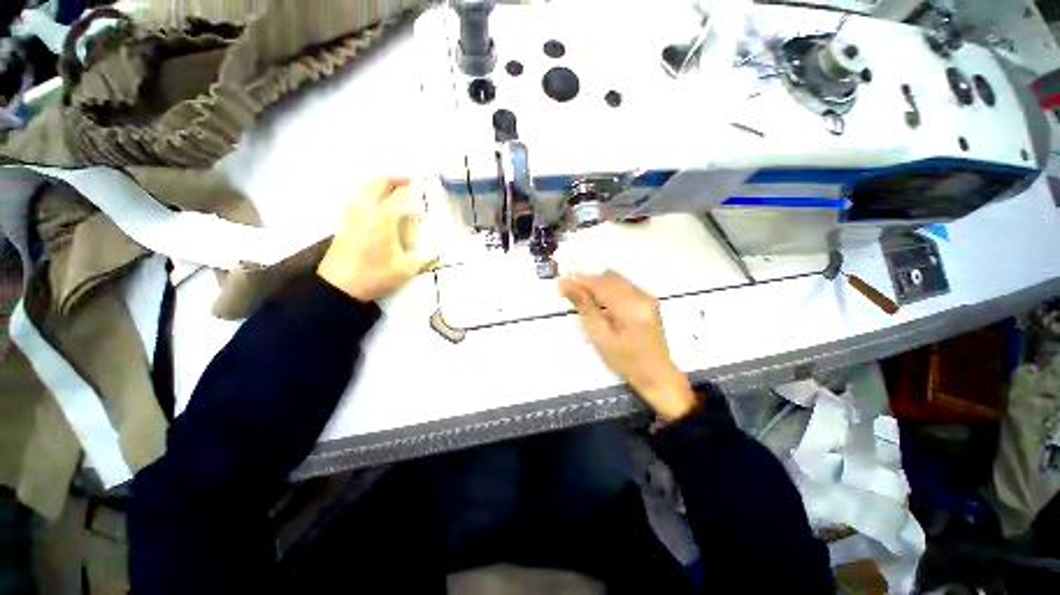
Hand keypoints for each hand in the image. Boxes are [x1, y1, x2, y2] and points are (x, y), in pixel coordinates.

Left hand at [317, 177, 425, 301]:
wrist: (338, 287)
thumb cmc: (374, 276)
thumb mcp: (406, 269)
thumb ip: (424, 257)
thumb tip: (437, 250)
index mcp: (383, 217)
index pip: (402, 193)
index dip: (417, 187)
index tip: (429, 186)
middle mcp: (365, 208)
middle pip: (380, 181)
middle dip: (399, 179)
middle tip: (414, 185)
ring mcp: (352, 212)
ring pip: (366, 186)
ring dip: (384, 184)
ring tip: (398, 193)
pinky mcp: (344, 220)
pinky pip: (359, 196)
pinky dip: (372, 193)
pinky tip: (380, 207)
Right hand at [559, 270, 696, 420]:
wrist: (657, 374)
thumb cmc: (626, 360)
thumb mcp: (601, 336)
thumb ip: (585, 307)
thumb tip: (567, 284)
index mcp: (630, 304)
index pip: (599, 283)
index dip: (578, 280)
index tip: (560, 283)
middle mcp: (640, 294)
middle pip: (607, 276)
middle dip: (586, 281)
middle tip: (567, 292)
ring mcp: (646, 296)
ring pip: (615, 279)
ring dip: (596, 284)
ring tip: (581, 297)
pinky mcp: (646, 300)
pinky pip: (622, 285)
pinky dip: (607, 289)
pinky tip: (598, 302)